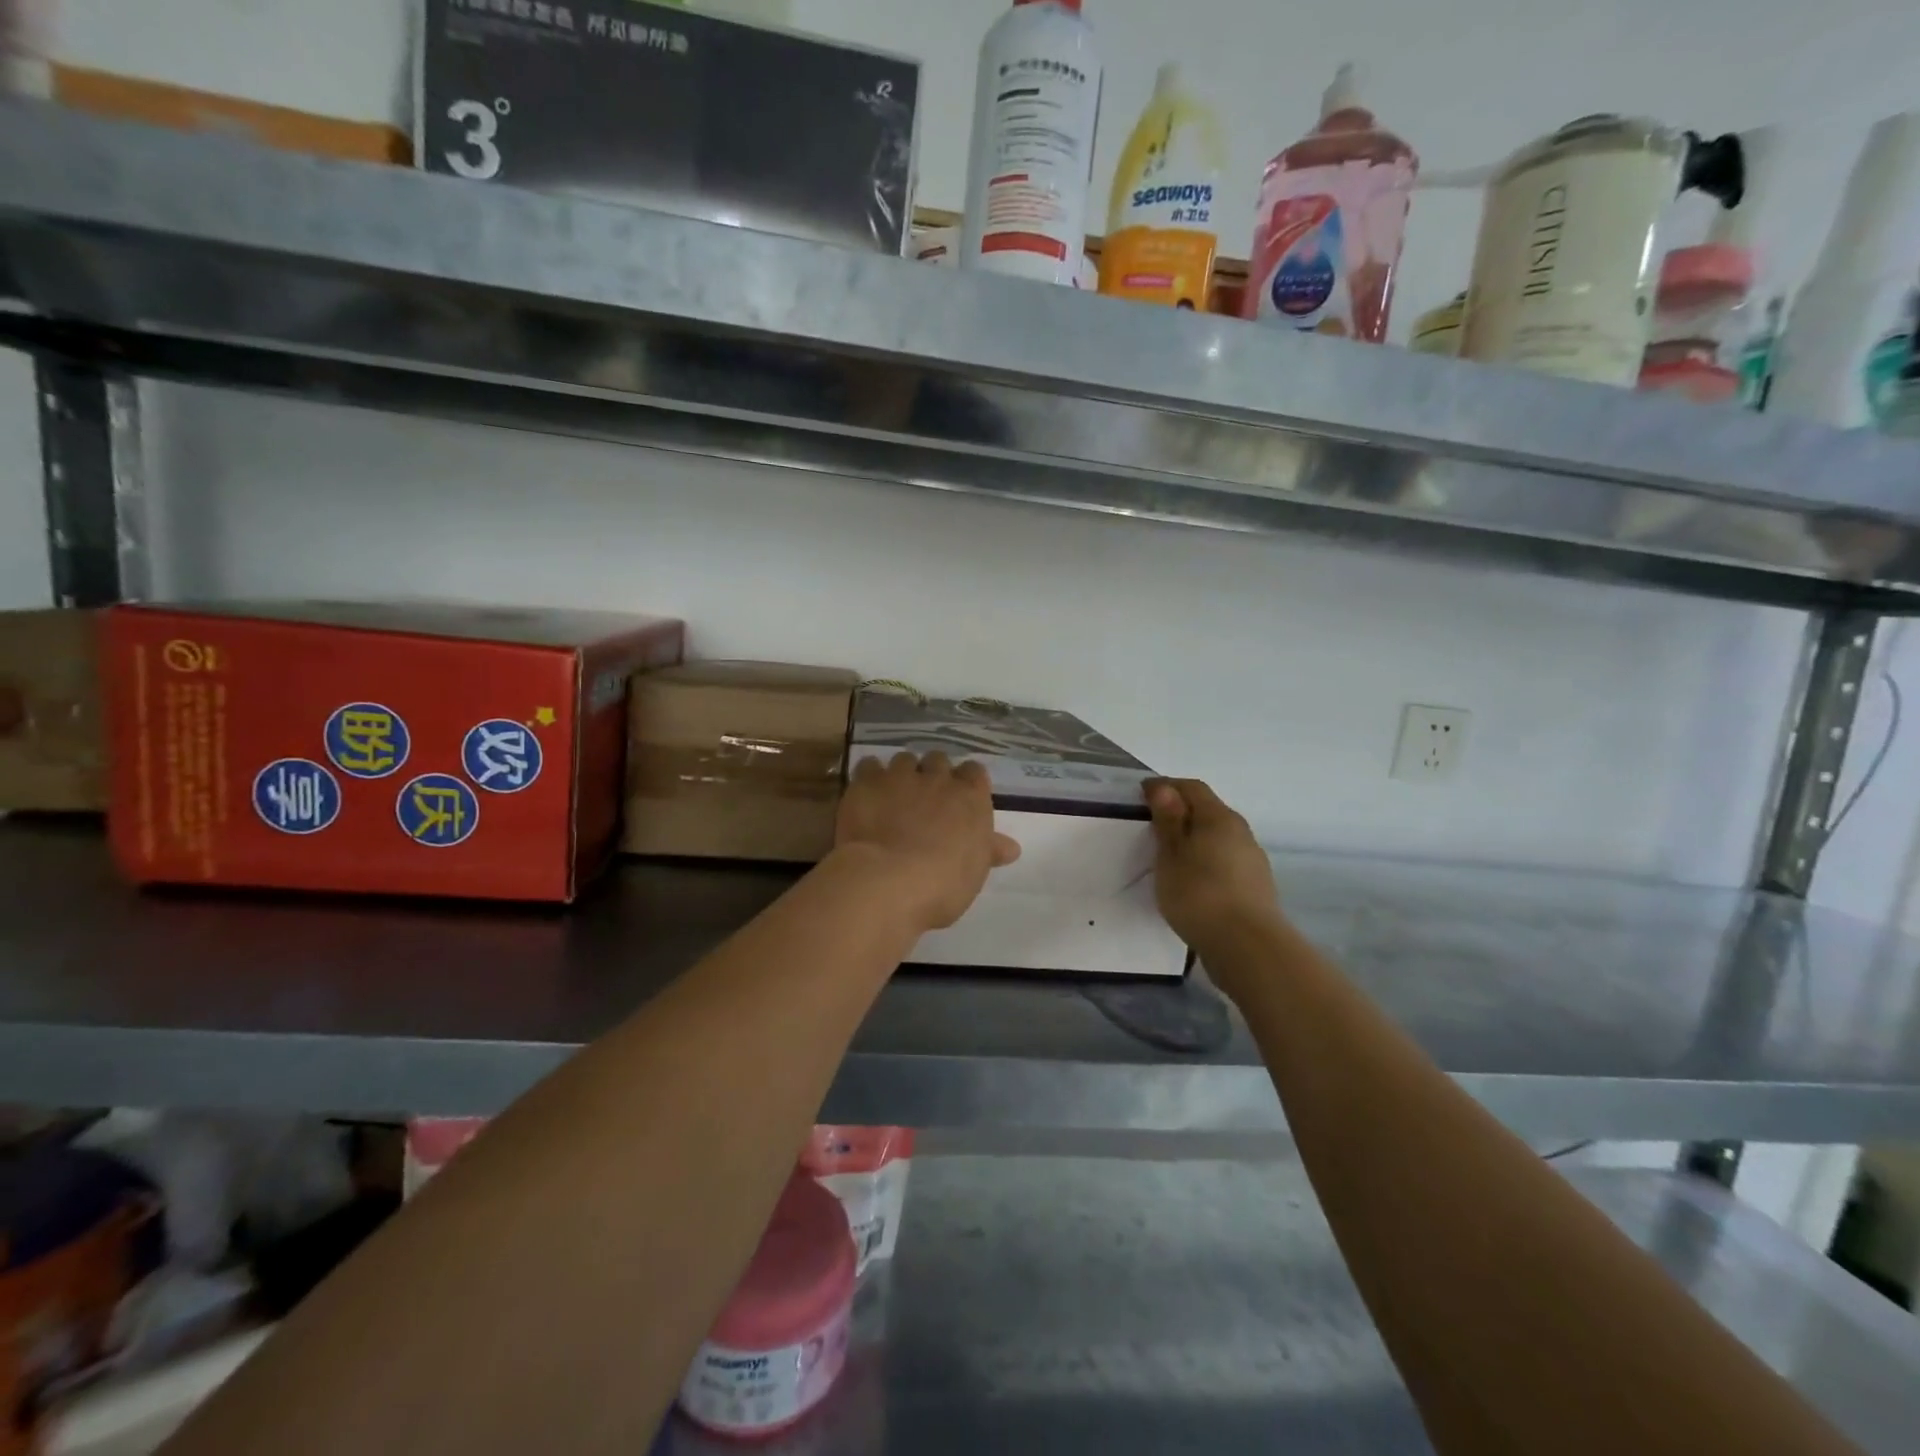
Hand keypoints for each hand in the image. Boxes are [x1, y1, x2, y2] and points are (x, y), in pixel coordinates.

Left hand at [836, 752, 1020, 931]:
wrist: (888, 880)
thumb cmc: (943, 884)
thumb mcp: (974, 872)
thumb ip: (989, 851)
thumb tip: (1011, 848)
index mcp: (971, 797)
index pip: (975, 773)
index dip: (966, 783)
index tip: (959, 800)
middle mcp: (938, 778)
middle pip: (938, 760)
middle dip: (933, 775)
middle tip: (925, 800)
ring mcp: (900, 776)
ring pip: (904, 760)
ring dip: (902, 774)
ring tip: (894, 796)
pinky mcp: (867, 782)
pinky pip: (869, 766)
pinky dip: (870, 776)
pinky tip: (867, 794)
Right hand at [1146, 778, 1282, 953]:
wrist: (1247, 947)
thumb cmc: (1199, 894)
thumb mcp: (1171, 854)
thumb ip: (1169, 820)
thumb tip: (1164, 787)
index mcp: (1219, 818)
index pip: (1192, 788)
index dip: (1166, 786)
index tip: (1141, 795)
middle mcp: (1241, 832)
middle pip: (1208, 811)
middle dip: (1181, 812)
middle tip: (1152, 826)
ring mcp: (1252, 860)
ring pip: (1218, 838)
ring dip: (1195, 839)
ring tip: (1170, 857)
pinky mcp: (1255, 887)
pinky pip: (1225, 862)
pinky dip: (1206, 861)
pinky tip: (1193, 881)